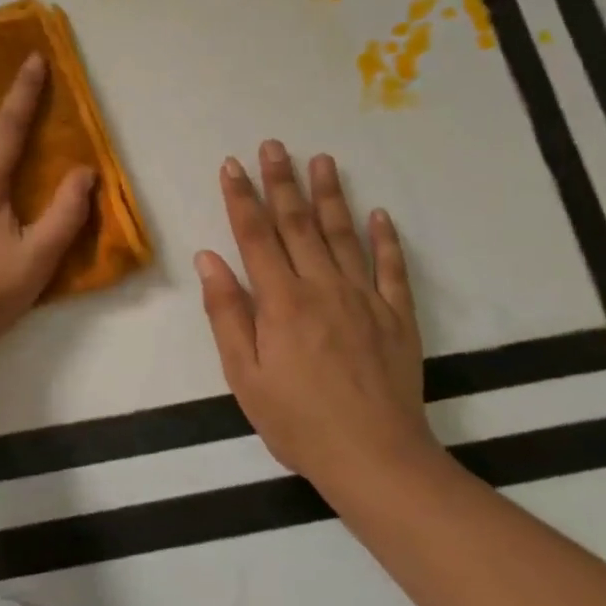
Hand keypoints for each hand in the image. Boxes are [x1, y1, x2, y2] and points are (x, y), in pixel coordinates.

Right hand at [195, 140, 440, 489]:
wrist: (376, 460)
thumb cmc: (297, 422)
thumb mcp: (244, 375)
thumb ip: (226, 312)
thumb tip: (209, 258)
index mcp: (281, 301)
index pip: (255, 235)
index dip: (241, 197)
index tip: (232, 165)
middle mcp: (322, 287)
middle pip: (298, 224)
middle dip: (282, 181)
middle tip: (274, 145)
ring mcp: (364, 298)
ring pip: (343, 235)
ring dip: (330, 196)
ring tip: (323, 160)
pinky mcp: (397, 316)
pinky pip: (392, 269)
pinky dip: (386, 240)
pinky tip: (380, 214)